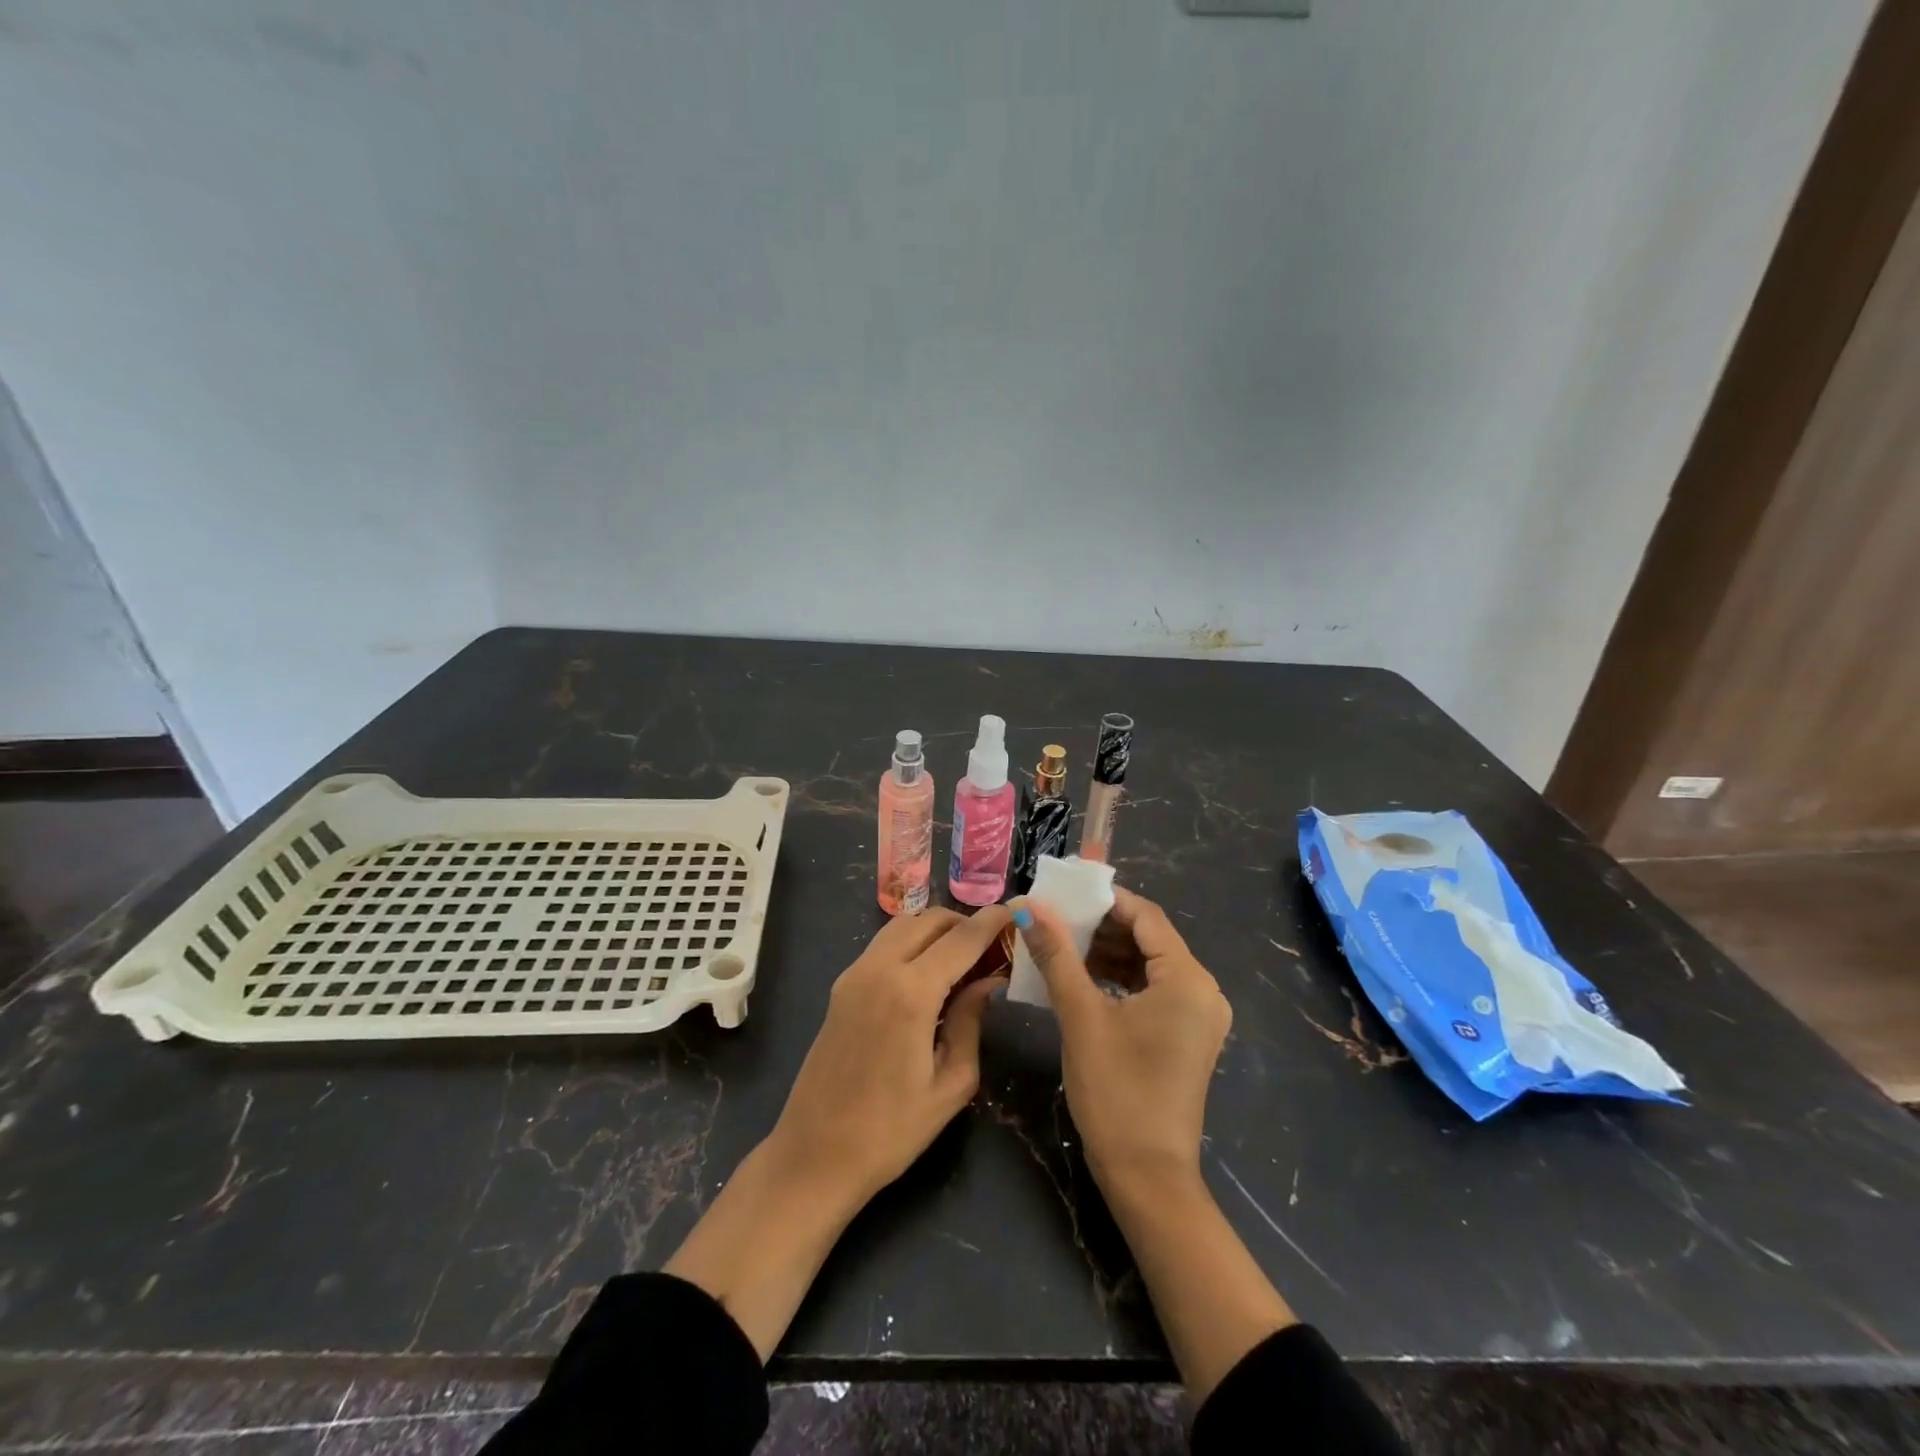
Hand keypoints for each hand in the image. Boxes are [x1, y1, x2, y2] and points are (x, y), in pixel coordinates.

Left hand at [666, 905, 1009, 1358]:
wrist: (815, 1155)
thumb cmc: (891, 1131)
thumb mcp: (951, 1083)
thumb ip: (971, 1022)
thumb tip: (988, 982)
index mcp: (910, 993)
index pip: (961, 938)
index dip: (991, 921)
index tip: (1016, 912)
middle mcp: (879, 969)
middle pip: (929, 920)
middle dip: (964, 922)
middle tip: (992, 943)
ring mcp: (854, 975)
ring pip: (902, 925)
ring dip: (935, 929)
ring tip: (963, 956)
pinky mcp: (841, 987)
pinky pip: (883, 945)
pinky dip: (911, 943)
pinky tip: (928, 973)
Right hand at [1015, 889, 1294, 1402]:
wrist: (1147, 1176)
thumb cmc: (1116, 1090)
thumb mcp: (1081, 1016)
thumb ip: (1056, 955)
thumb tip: (1029, 906)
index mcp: (1187, 978)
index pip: (1146, 916)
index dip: (1103, 899)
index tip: (1062, 894)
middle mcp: (1203, 990)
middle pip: (1149, 938)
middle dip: (1101, 926)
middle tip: (1054, 919)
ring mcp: (1198, 1016)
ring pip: (1149, 964)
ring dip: (1107, 952)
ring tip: (1061, 945)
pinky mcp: (1187, 1036)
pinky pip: (1153, 990)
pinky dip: (1119, 979)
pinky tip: (1082, 978)